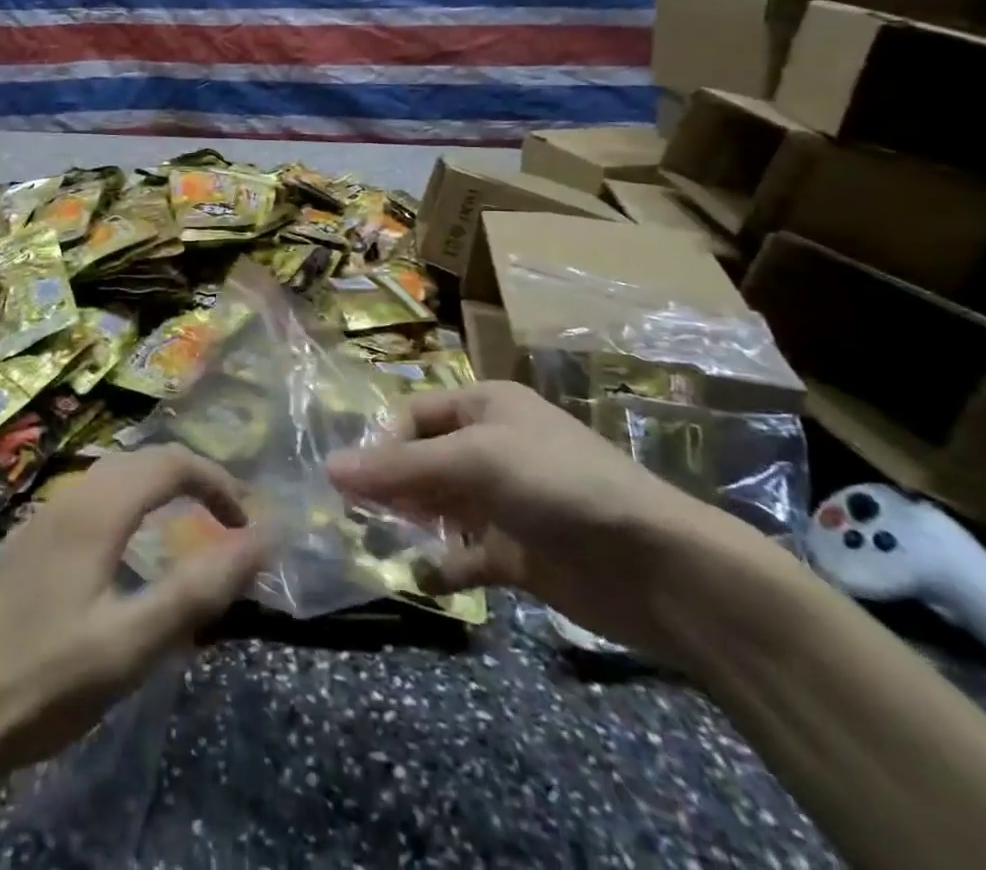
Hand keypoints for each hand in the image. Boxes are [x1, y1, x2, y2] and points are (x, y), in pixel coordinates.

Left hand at [0, 445, 267, 778]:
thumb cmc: (45, 680)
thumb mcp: (132, 643)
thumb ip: (200, 589)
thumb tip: (264, 538)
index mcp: (96, 510)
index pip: (171, 462)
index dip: (217, 482)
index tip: (245, 524)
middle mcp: (69, 497)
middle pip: (142, 460)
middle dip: (192, 479)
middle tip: (225, 523)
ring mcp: (43, 517)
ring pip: (113, 477)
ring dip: (158, 489)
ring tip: (185, 530)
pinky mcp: (28, 542)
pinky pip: (91, 500)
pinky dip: (128, 506)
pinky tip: (127, 553)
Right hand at [327, 383, 750, 658]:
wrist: (655, 565)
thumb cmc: (557, 484)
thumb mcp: (474, 461)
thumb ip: (400, 468)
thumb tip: (329, 468)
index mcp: (485, 407)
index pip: (413, 415)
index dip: (381, 444)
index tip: (350, 483)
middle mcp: (492, 446)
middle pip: (422, 460)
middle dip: (389, 485)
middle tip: (352, 516)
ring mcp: (505, 501)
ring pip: (440, 507)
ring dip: (410, 524)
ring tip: (376, 545)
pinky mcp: (518, 552)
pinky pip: (467, 555)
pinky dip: (444, 566)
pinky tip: (424, 579)